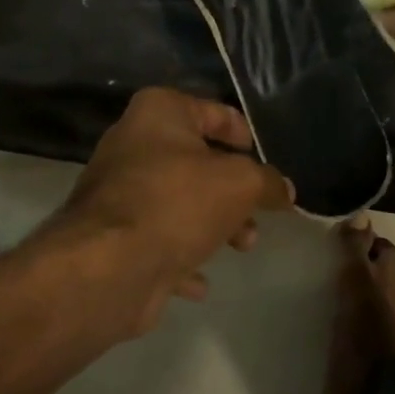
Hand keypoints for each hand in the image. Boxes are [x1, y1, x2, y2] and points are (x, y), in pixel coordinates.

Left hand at [43, 87, 293, 336]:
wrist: (109, 266)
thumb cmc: (178, 202)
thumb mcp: (241, 184)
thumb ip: (268, 182)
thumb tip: (285, 191)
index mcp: (158, 111)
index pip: (214, 111)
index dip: (246, 136)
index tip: (266, 164)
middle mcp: (133, 143)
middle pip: (197, 161)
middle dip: (233, 191)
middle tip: (257, 215)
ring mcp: (118, 191)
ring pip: (179, 202)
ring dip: (214, 224)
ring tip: (242, 246)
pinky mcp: (111, 235)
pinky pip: (157, 239)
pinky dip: (182, 257)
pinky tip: (200, 282)